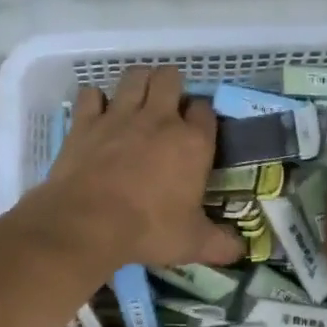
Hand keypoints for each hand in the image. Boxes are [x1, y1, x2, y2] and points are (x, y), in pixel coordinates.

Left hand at [34, 66, 242, 269]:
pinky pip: (91, 94)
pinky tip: (97, 113)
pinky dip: (94, 100)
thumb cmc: (148, 231)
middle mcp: (159, 119)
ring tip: (137, 100)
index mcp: (192, 142)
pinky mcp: (86, 121)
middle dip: (171, 86)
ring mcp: (120, 115)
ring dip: (138, 83)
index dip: (201, 116)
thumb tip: (240, 251)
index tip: (196, 130)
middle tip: (166, 108)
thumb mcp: (192, 244)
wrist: (88, 223)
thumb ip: (220, 244)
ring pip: (134, 76)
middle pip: (170, 77)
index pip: (205, 110)